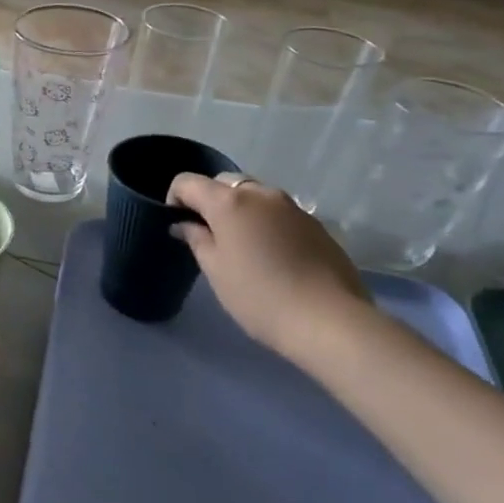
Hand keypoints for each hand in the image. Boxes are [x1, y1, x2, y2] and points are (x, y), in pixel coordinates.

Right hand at [168, 172, 370, 360]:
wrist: (328, 321)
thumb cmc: (258, 295)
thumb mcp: (215, 269)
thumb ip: (196, 239)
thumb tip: (184, 224)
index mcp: (229, 201)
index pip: (187, 182)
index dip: (175, 198)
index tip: (178, 225)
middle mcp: (261, 194)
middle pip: (224, 183)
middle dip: (210, 201)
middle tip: (209, 235)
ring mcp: (293, 207)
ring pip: (255, 195)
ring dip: (240, 210)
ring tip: (241, 246)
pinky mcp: (316, 224)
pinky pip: (279, 213)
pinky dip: (266, 223)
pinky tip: (271, 256)